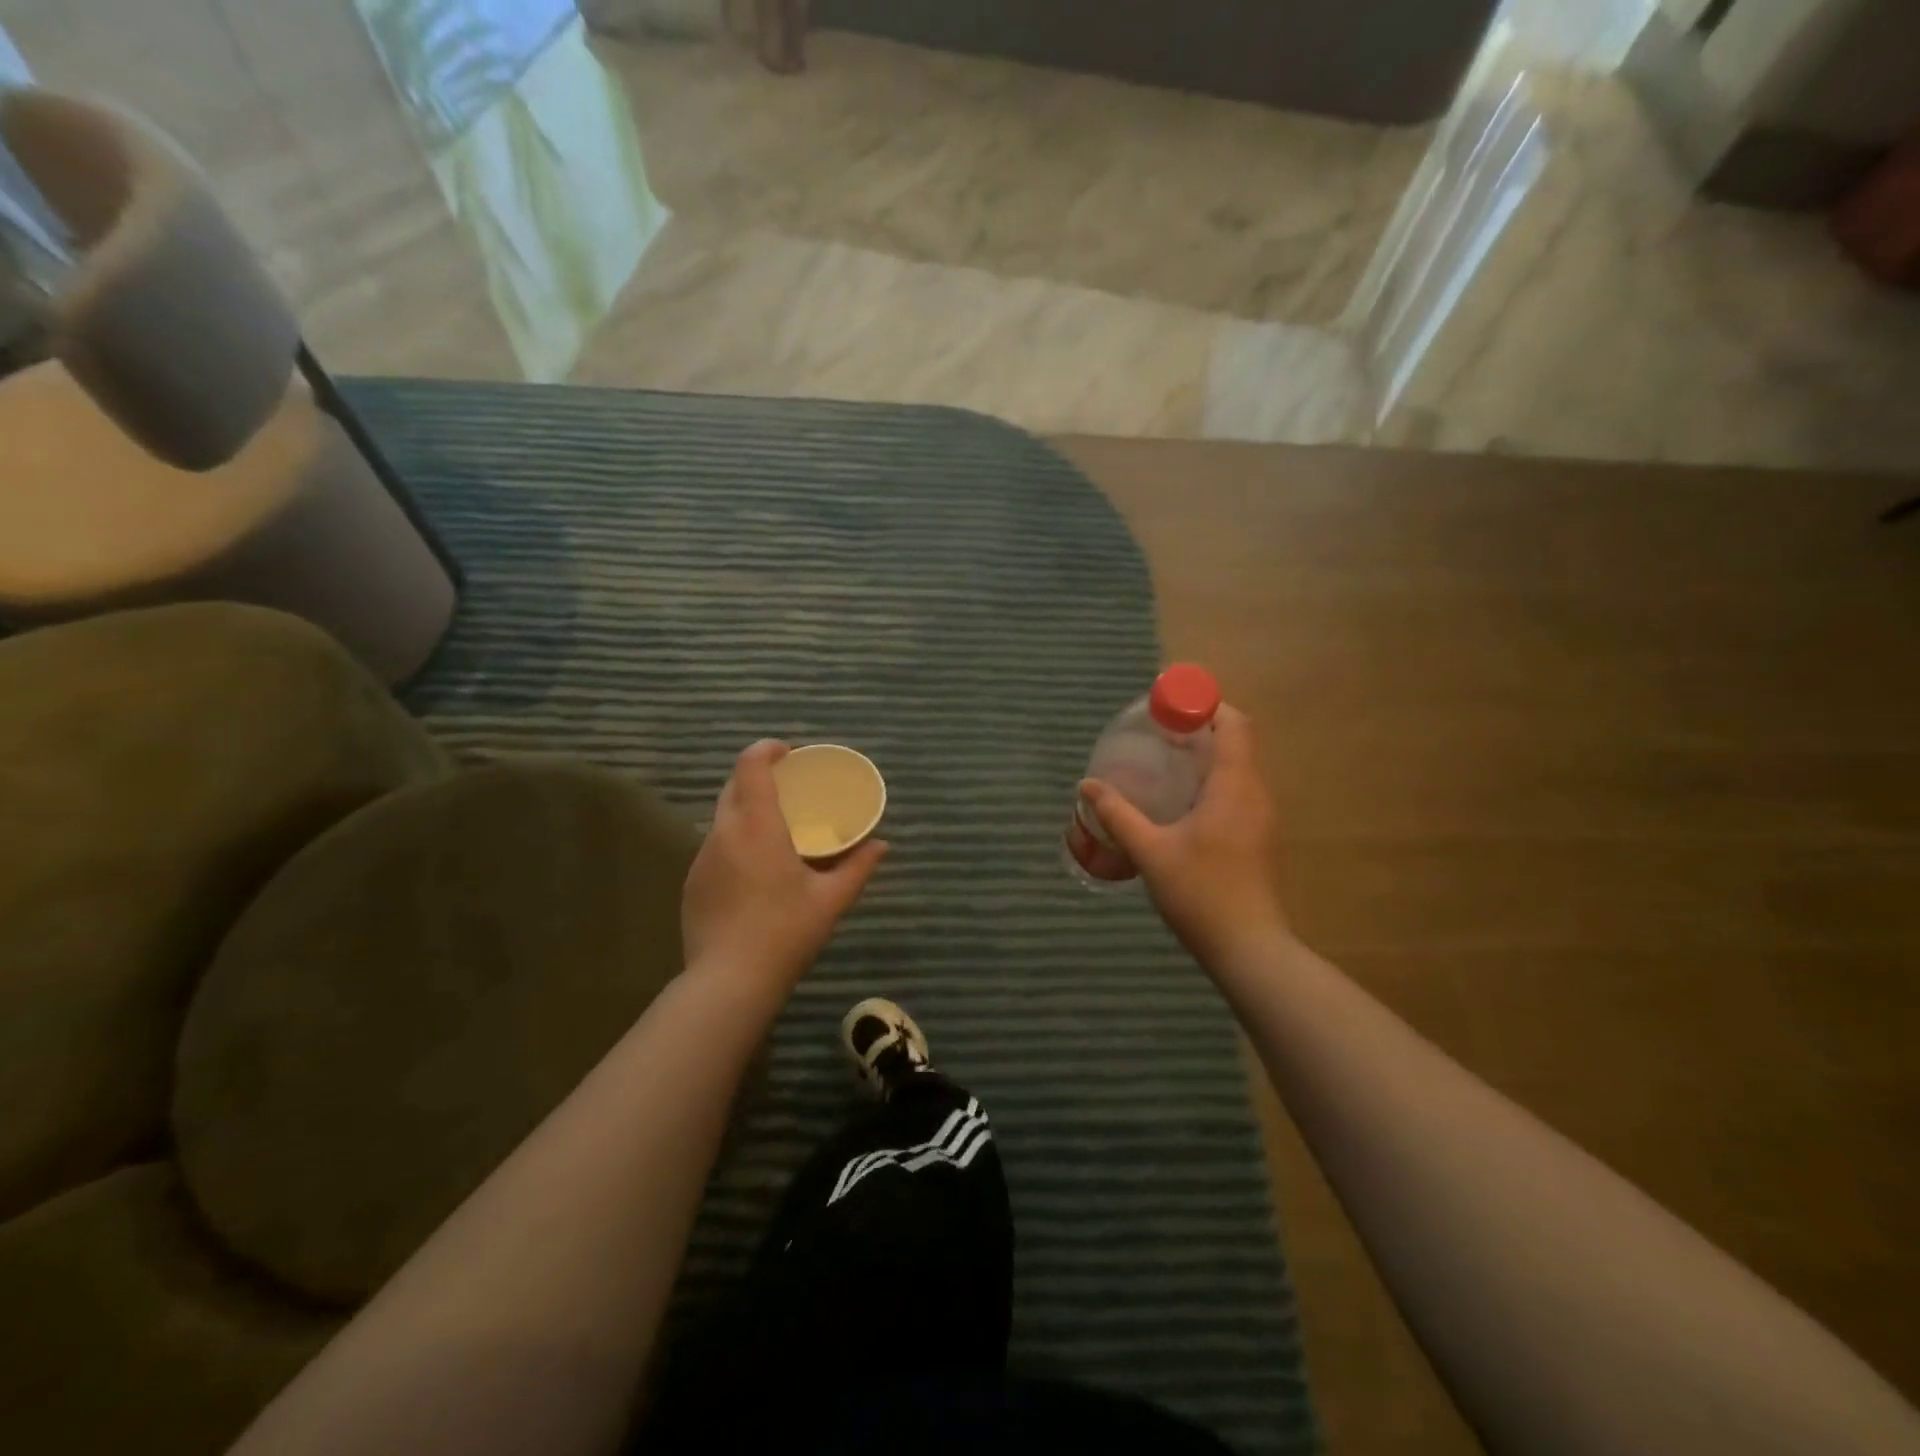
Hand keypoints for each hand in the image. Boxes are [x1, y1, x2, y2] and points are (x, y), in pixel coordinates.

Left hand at [682, 740, 888, 992]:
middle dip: (757, 777)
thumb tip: (881, 845)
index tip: (788, 753)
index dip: (766, 749)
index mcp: (757, 826)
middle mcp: (723, 833)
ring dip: (745, 810)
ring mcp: (701, 859)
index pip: (751, 766)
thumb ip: (858, 867)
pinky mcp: (692, 883)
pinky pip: (714, 847)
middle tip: (788, 788)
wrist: (728, 982)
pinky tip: (754, 871)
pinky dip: (735, 842)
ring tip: (774, 829)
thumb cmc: (786, 932)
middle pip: (733, 786)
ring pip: (722, 818)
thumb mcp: (831, 900)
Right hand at [1080, 704, 1289, 971]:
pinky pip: (1239, 792)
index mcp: (1235, 785)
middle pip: (1237, 742)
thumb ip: (1117, 814)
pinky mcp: (1260, 839)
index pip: (1234, 724)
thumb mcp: (1150, 851)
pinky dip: (1213, 782)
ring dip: (1207, 757)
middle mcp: (1256, 793)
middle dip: (1200, 729)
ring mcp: (1262, 818)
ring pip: (1239, 769)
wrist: (1250, 948)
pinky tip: (1182, 804)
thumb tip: (1087, 785)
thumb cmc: (1201, 892)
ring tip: (1165, 763)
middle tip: (1158, 734)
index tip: (1169, 709)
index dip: (1205, 706)